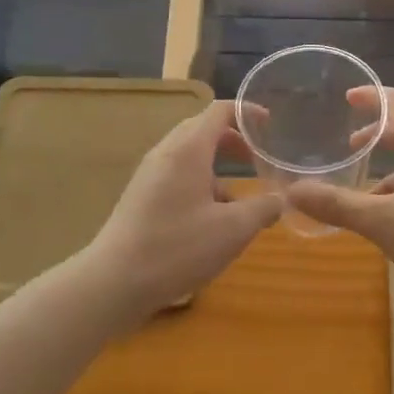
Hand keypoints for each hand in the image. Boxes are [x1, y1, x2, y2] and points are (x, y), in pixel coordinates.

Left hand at [83, 101, 282, 319]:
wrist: (112, 283)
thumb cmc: (177, 248)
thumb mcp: (232, 230)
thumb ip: (263, 209)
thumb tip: (281, 199)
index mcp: (188, 148)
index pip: (220, 110)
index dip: (247, 112)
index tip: (269, 124)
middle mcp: (167, 152)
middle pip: (203, 128)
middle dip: (233, 139)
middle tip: (257, 158)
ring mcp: (150, 174)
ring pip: (189, 154)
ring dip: (217, 165)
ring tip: (239, 197)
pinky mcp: (141, 196)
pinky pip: (176, 174)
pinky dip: (200, 182)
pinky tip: (211, 219)